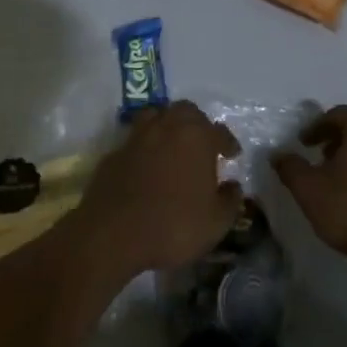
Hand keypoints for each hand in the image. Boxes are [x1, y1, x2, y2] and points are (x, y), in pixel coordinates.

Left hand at [77, 101, 242, 276]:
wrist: (113, 234)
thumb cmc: (173, 225)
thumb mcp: (216, 222)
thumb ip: (230, 200)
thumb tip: (233, 185)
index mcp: (197, 138)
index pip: (219, 131)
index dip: (228, 142)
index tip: (232, 154)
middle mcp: (167, 127)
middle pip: (186, 111)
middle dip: (198, 123)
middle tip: (203, 144)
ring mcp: (137, 137)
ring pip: (156, 116)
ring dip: (168, 125)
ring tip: (174, 145)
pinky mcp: (114, 153)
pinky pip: (135, 140)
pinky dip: (145, 146)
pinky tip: (147, 165)